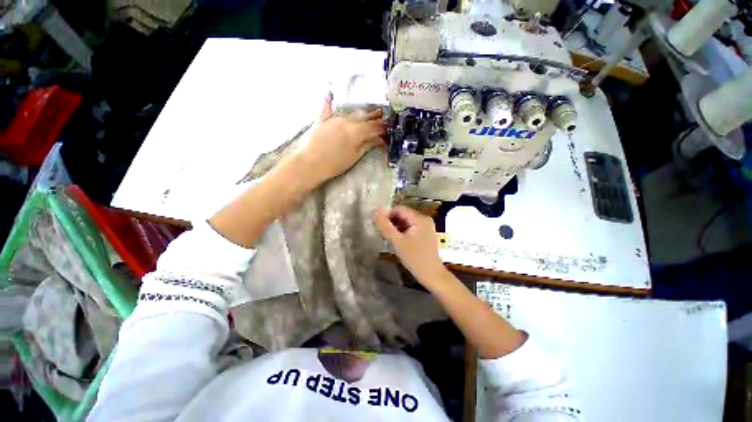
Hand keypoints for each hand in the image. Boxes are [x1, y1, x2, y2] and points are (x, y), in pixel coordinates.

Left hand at [291, 93, 385, 185]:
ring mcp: (334, 118)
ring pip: (352, 113)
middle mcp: (346, 120)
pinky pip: (327, 107)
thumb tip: (380, 139)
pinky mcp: (323, 120)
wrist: (311, 164)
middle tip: (385, 116)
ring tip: (373, 110)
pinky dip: (329, 100)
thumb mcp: (355, 156)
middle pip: (364, 118)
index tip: (390, 129)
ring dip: (363, 113)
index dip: (383, 128)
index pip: (374, 127)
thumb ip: (368, 144)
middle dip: (376, 118)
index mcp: (356, 131)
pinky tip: (329, 90)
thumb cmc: (335, 164)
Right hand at [374, 205, 446, 287]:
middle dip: (391, 221)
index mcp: (420, 218)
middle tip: (381, 232)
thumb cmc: (415, 258)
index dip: (386, 215)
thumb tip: (376, 211)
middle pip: (402, 214)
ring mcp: (426, 227)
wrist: (432, 275)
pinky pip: (410, 228)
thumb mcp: (397, 241)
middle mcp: (424, 219)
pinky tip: (396, 241)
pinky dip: (402, 232)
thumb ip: (385, 226)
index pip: (399, 209)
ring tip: (387, 237)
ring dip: (395, 227)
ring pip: (405, 221)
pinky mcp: (425, 234)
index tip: (378, 225)